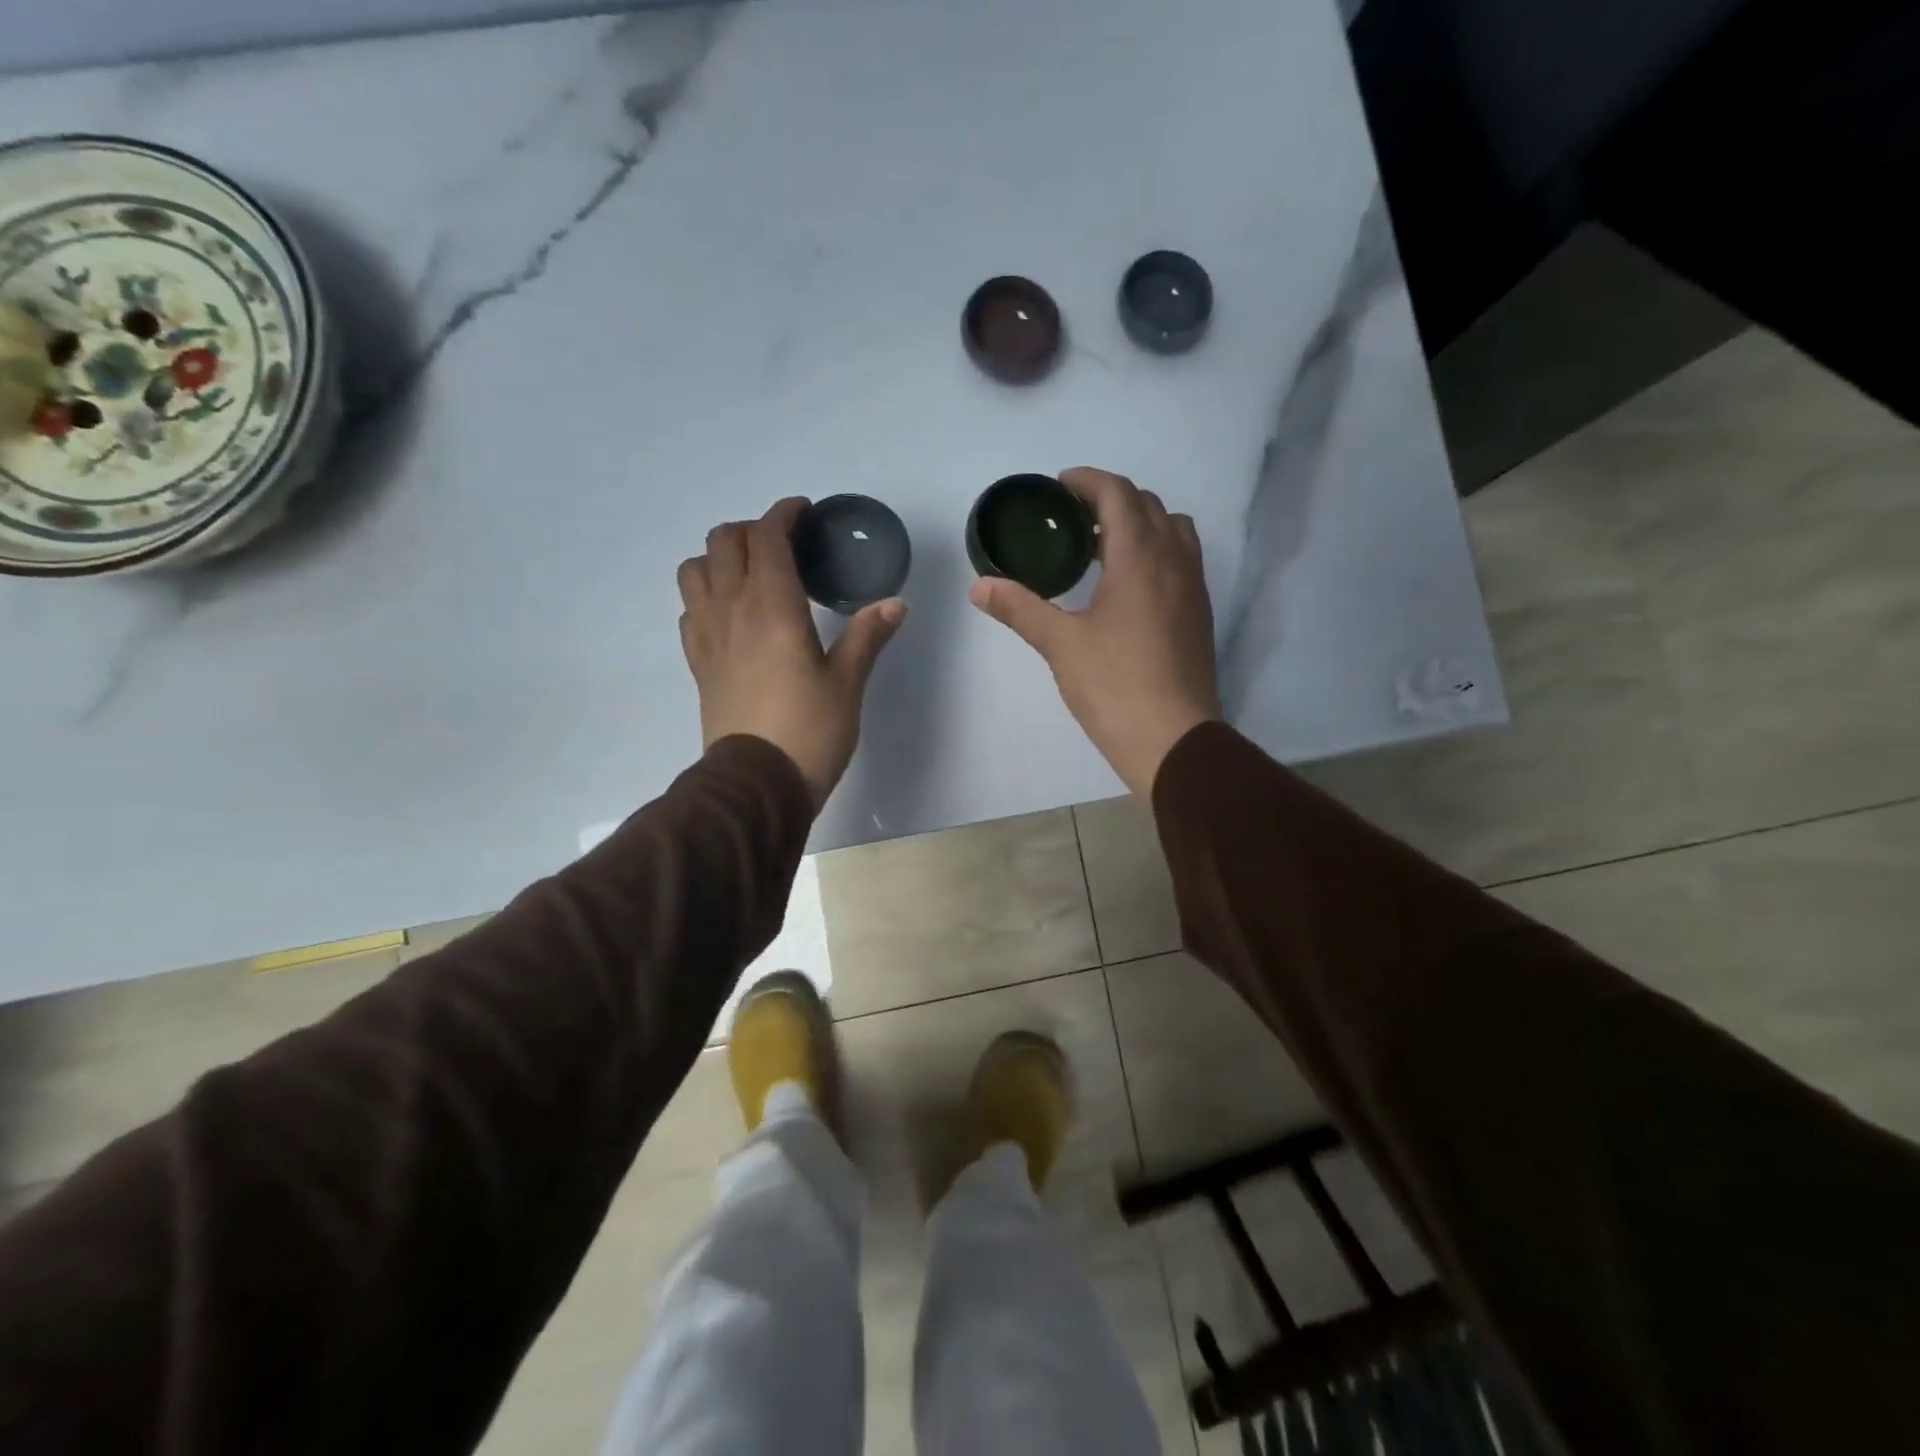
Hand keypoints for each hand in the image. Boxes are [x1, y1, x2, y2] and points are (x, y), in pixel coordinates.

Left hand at [680, 498, 905, 807]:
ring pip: (694, 569)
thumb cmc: (809, 730)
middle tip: (785, 546)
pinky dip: (707, 595)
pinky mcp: (697, 661)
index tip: (804, 514)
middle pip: (724, 541)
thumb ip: (867, 636)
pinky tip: (733, 615)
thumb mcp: (848, 683)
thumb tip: (894, 604)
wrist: (756, 783)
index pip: (767, 536)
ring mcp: (707, 634)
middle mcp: (731, 608)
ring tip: (752, 575)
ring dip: (720, 558)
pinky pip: (689, 608)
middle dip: (753, 530)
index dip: (784, 514)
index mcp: (772, 606)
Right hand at [969, 467, 1219, 798]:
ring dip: (1138, 525)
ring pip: (1172, 531)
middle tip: (1072, 521)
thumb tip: (978, 586)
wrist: (1174, 739)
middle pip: (1148, 505)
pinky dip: (1154, 553)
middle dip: (1110, 501)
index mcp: (1140, 556)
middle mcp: (1174, 560)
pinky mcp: (1199, 615)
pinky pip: (1181, 561)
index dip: (1087, 482)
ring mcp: (1193, 588)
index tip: (1058, 488)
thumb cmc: (1114, 685)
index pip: (1118, 493)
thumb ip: (1020, 608)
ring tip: (1101, 550)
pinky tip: (1126, 589)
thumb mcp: (1060, 644)